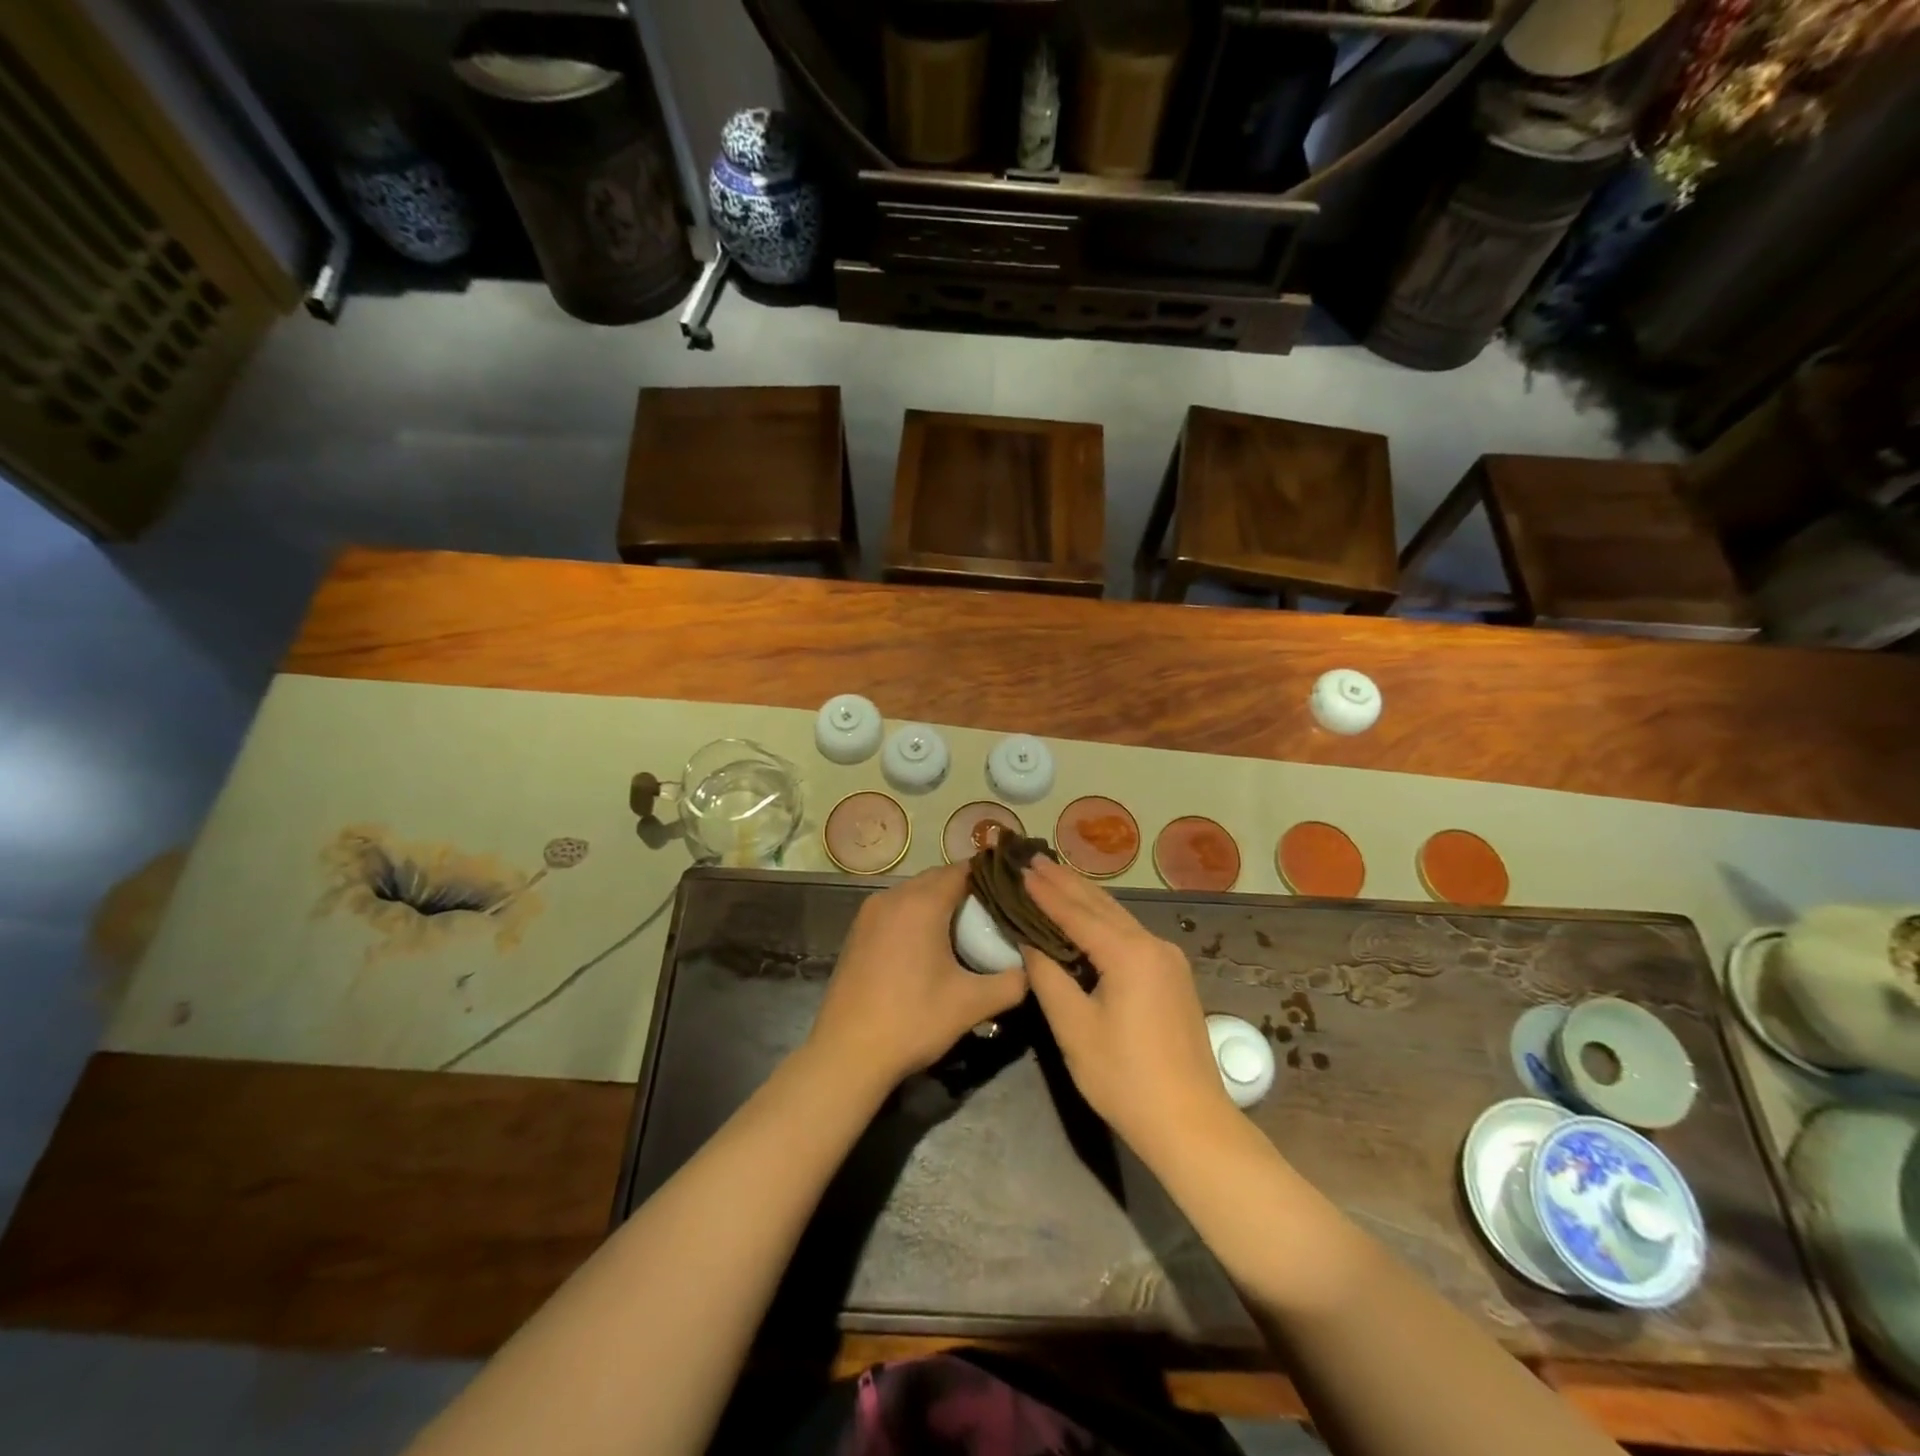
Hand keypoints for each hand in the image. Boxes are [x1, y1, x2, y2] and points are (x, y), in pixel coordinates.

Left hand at [807, 864, 1028, 1088]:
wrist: (847, 1054)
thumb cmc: (913, 1020)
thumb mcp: (972, 1004)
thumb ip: (1012, 982)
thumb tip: (1033, 969)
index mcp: (921, 903)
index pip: (963, 870)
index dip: (990, 877)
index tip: (1013, 892)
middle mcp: (893, 897)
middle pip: (937, 878)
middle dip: (967, 890)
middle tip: (995, 914)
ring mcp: (869, 913)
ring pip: (914, 893)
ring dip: (940, 903)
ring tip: (967, 929)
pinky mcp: (857, 932)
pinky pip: (896, 909)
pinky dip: (916, 916)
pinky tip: (930, 946)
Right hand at [1021, 856, 1234, 1154]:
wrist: (1190, 1123)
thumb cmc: (1124, 1078)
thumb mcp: (1074, 1028)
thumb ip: (1048, 976)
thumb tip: (1028, 941)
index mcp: (1129, 953)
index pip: (1076, 912)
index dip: (1045, 891)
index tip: (1019, 869)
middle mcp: (1153, 945)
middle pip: (1101, 905)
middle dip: (1065, 882)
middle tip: (1033, 859)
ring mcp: (1169, 960)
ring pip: (1119, 917)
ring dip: (1084, 898)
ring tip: (1054, 877)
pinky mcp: (1174, 977)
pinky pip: (1131, 935)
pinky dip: (1103, 920)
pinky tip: (1087, 916)